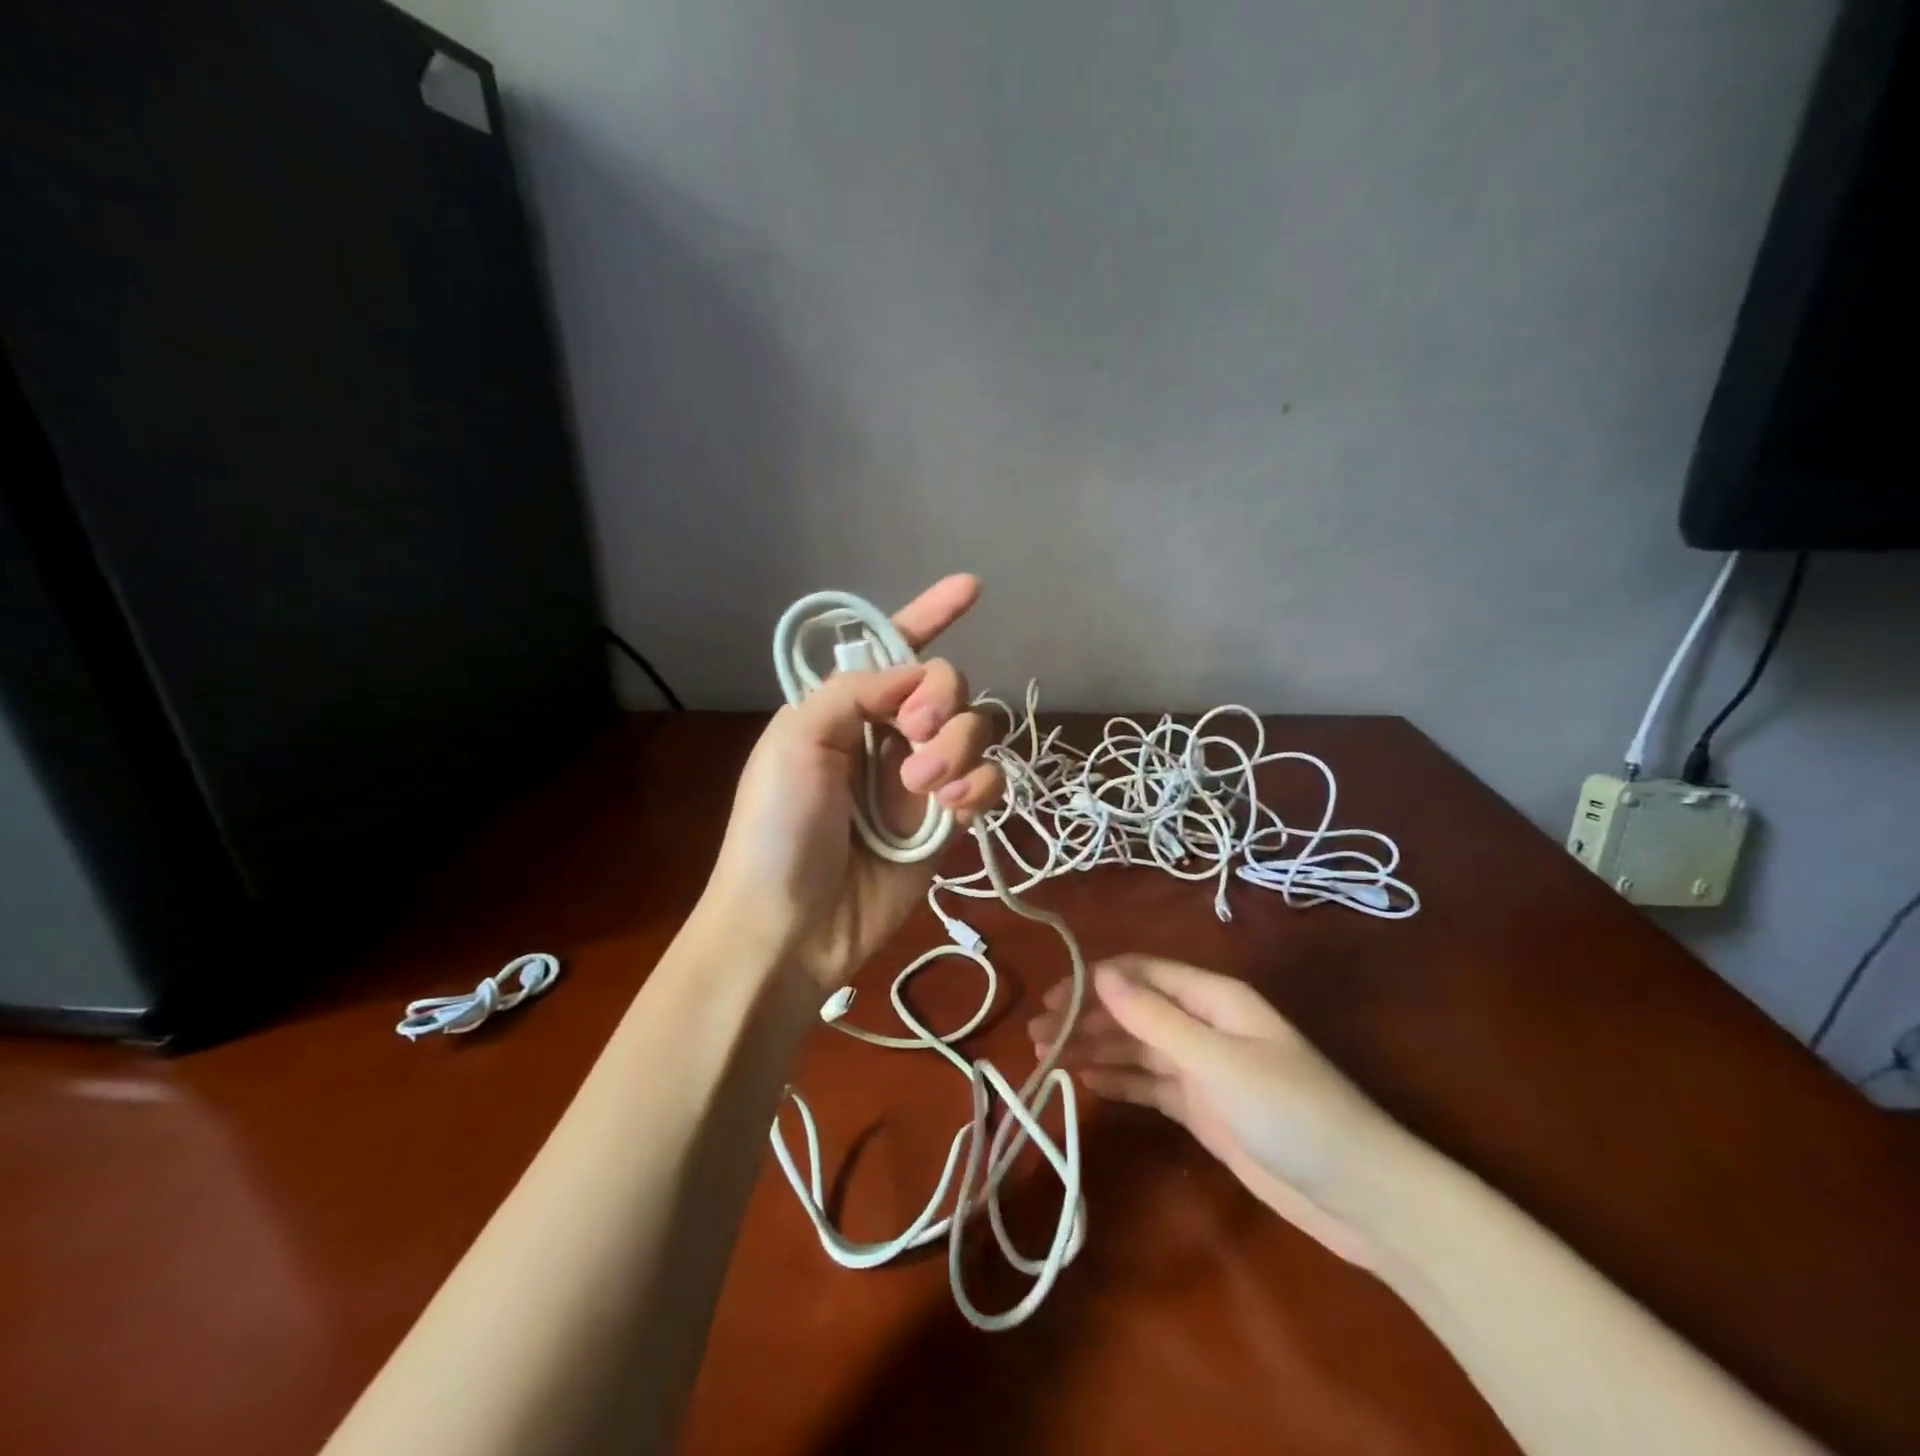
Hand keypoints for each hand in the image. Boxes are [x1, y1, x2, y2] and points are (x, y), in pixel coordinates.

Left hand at [704, 575, 1004, 986]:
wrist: (791, 925)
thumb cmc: (777, 826)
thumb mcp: (796, 740)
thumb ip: (856, 691)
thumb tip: (918, 672)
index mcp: (845, 708)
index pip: (895, 649)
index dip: (930, 613)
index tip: (971, 587)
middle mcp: (887, 735)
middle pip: (948, 686)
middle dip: (941, 701)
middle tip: (915, 734)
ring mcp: (920, 779)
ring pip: (974, 732)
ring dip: (957, 749)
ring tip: (924, 788)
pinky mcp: (946, 822)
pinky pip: (987, 783)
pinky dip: (978, 788)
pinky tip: (952, 811)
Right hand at [1028, 955, 1389, 1266]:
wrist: (1361, 1197)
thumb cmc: (1292, 1112)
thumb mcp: (1217, 1061)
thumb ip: (1155, 1019)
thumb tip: (1099, 973)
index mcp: (1213, 998)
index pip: (1141, 974)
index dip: (1094, 981)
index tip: (1050, 1000)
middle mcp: (1203, 1024)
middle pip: (1133, 1010)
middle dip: (1086, 1018)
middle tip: (1036, 1036)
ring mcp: (1203, 1069)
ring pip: (1136, 1048)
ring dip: (1094, 1048)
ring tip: (1046, 1059)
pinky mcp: (1203, 1109)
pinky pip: (1149, 1085)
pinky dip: (1117, 1081)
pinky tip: (1084, 1081)